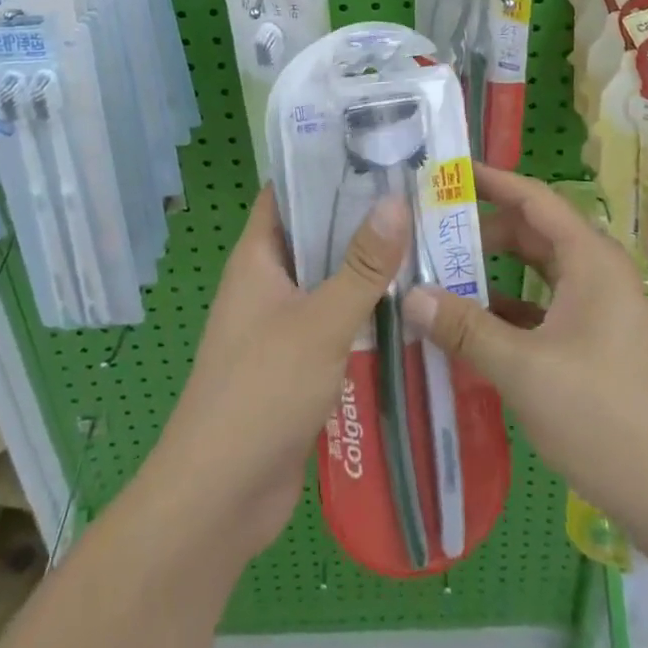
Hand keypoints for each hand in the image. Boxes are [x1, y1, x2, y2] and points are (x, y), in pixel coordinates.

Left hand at [146, 188, 407, 558]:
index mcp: (257, 257)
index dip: (324, 167)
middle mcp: (266, 282)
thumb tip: (396, 200)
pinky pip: (334, 322)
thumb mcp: (320, 322)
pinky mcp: (297, 364)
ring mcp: (280, 325)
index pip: (287, 192)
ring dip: (367, 268)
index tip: (375, 149)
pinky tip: (411, 306)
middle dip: (359, 218)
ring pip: (328, 281)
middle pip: (314, 235)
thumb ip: (362, 266)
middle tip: (417, 194)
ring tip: (425, 240)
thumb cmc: (262, 391)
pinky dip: (364, 312)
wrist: (221, 498)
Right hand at [404, 167, 647, 531]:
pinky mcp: (597, 344)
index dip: (491, 180)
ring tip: (442, 278)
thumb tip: (410, 295)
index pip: (532, 198)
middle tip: (430, 235)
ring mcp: (600, 309)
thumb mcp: (524, 369)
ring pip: (538, 273)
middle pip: (532, 233)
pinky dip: (510, 310)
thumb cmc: (606, 416)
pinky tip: (474, 331)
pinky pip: (545, 307)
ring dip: (493, 273)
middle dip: (482, 232)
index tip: (447, 172)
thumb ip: (465, 328)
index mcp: (588, 259)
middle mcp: (596, 273)